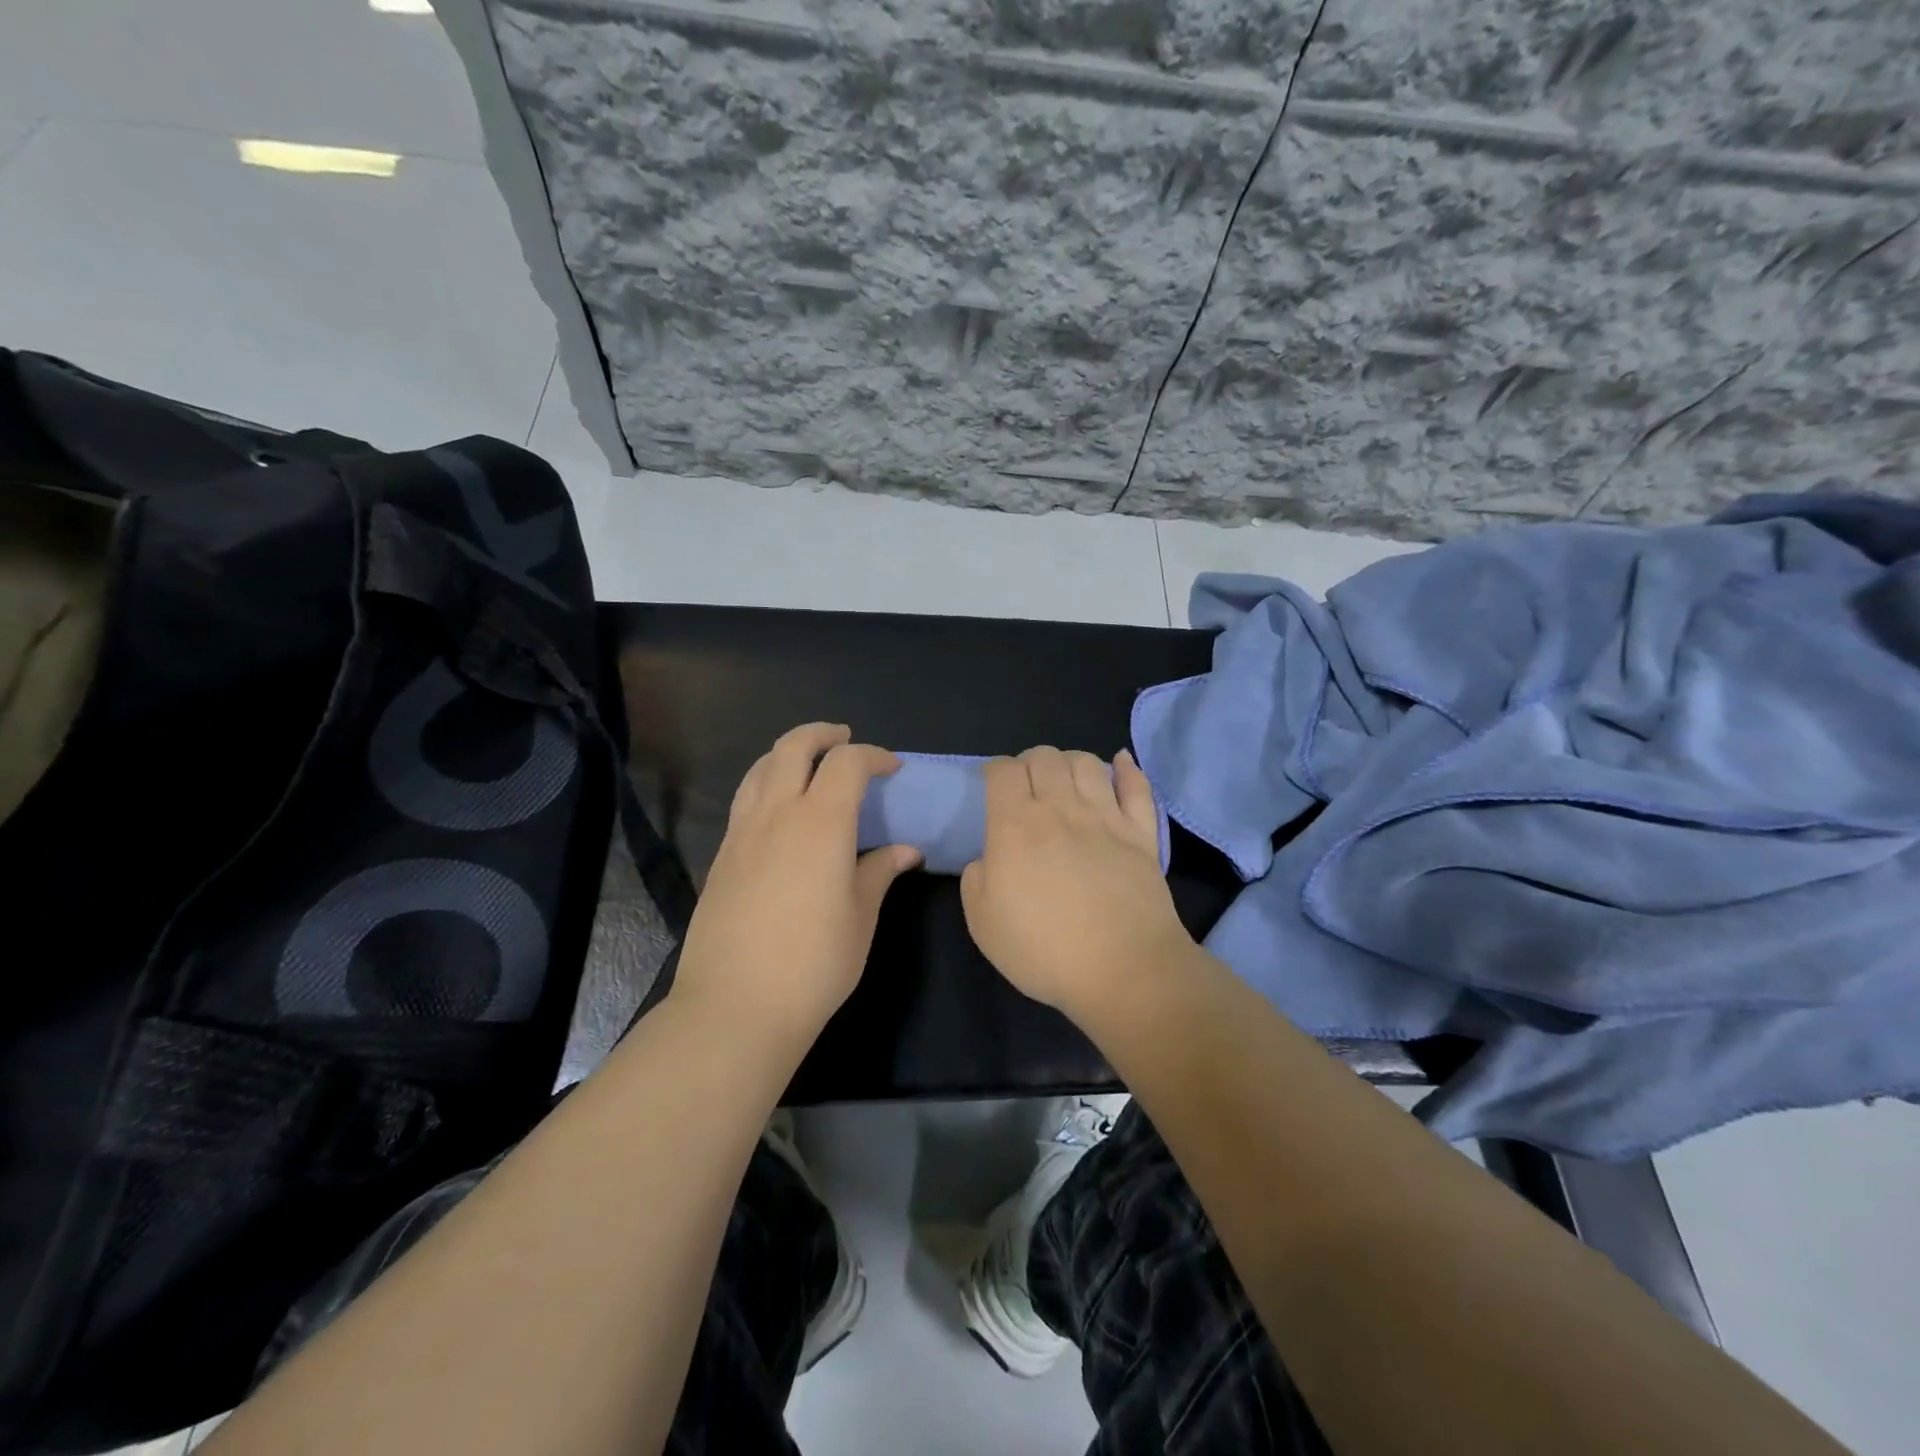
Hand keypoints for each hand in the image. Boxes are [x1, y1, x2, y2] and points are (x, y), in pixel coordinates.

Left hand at [670, 723, 920, 1049]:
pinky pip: (745, 798)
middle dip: (822, 734)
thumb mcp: (859, 917)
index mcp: (820, 823)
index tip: (892, 769)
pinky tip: (781, 811)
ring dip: (788, 753)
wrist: (735, 1005)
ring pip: (761, 767)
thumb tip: (906, 850)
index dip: (873, 756)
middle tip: (845, 740)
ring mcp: (742, 832)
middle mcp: (776, 814)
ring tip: (809, 766)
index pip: (846, 763)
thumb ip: (880, 872)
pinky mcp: (722, 855)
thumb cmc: (814, 963)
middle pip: (793, 747)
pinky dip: (766, 783)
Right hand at [960, 746, 1192, 1021]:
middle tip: (1027, 787)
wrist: (1124, 970)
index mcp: (1015, 826)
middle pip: (1044, 756)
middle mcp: (1061, 809)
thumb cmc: (1044, 950)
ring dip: (1070, 762)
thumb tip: (988, 859)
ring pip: (1087, 763)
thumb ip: (976, 880)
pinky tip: (1120, 762)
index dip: (995, 770)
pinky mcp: (1141, 833)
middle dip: (1030, 762)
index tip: (993, 787)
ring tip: (1066, 780)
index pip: (1003, 771)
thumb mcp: (983, 924)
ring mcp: (1106, 817)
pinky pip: (1137, 786)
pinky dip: (1127, 769)